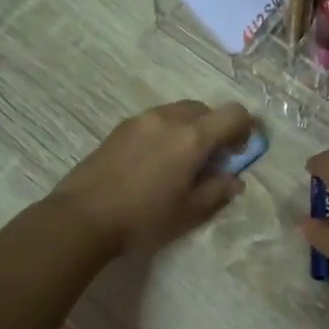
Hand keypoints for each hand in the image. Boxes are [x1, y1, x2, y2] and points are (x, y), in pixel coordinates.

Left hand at [50, 101, 254, 257]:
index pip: (234, 114)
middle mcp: (169, 119)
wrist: (82, 217)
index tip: (240, 152)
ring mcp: (141, 120)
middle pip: (205, 109)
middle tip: (212, 159)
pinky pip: (155, 120)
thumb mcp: (189, 213)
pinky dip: (167, 132)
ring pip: (178, 112)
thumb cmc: (143, 218)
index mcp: (192, 137)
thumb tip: (235, 179)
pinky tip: (155, 163)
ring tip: (181, 162)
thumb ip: (218, 191)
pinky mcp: (120, 128)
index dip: (246, 128)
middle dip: (216, 128)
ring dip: (190, 129)